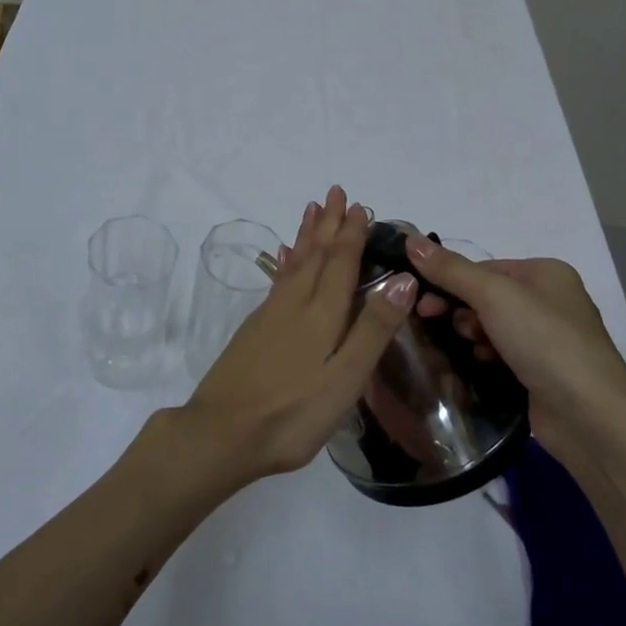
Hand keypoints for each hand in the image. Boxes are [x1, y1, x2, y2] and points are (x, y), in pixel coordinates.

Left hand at [179, 186, 416, 484]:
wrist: (222, 433)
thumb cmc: (293, 412)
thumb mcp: (345, 378)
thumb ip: (373, 329)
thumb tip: (404, 279)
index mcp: (322, 314)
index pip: (341, 263)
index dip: (352, 234)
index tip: (360, 206)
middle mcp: (295, 304)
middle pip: (316, 255)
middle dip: (328, 224)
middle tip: (335, 192)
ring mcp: (270, 315)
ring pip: (294, 263)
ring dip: (306, 236)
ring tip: (311, 210)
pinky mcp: (254, 330)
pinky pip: (277, 281)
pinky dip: (285, 262)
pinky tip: (282, 257)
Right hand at [406, 236, 625, 455]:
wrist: (590, 417)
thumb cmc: (544, 341)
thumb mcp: (494, 295)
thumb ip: (450, 269)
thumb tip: (410, 239)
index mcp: (546, 273)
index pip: (484, 267)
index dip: (449, 280)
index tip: (421, 300)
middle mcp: (550, 301)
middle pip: (486, 296)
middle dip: (459, 308)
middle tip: (430, 321)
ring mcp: (549, 339)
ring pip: (492, 326)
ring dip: (472, 334)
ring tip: (469, 348)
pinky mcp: (543, 373)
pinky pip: (502, 354)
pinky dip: (486, 356)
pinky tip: (479, 365)